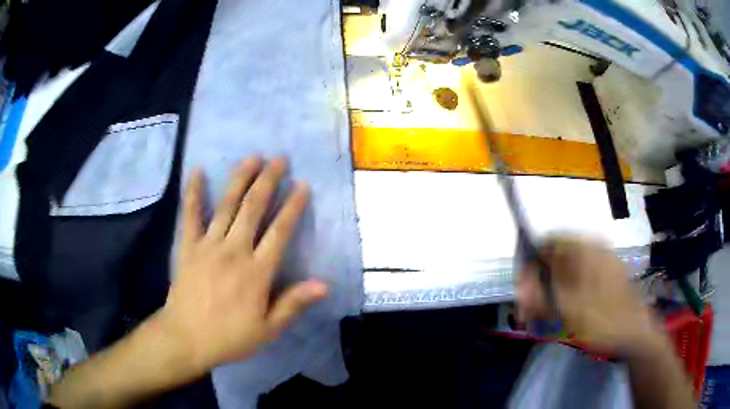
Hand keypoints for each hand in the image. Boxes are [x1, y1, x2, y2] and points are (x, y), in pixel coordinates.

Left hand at [160, 157, 328, 372]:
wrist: (186, 338)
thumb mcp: (268, 329)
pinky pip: (190, 215)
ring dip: (240, 179)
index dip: (293, 206)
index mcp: (256, 271)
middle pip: (253, 209)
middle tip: (279, 159)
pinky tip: (198, 171)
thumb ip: (293, 304)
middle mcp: (234, 250)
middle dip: (268, 181)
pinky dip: (193, 192)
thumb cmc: (229, 336)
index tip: (302, 185)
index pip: (280, 232)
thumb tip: (324, 284)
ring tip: (251, 157)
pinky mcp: (188, 246)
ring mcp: (208, 245)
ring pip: (226, 205)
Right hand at [517, 236, 661, 353]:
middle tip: (529, 309)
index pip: (548, 242)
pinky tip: (563, 312)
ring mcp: (603, 261)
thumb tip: (521, 286)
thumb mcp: (568, 309)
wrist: (634, 332)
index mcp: (586, 248)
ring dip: (551, 289)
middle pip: (557, 257)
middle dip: (539, 282)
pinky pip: (580, 277)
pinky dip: (566, 292)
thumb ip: (540, 295)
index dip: (530, 262)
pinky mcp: (607, 276)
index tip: (522, 288)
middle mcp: (594, 248)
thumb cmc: (603, 319)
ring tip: (543, 315)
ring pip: (568, 269)